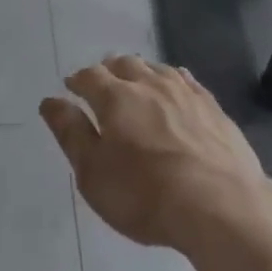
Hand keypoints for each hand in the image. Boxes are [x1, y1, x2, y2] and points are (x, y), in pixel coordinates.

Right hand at [40, 56, 271, 249]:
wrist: (221, 205)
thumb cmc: (146, 195)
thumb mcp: (94, 173)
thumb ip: (71, 133)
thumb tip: (50, 101)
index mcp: (115, 97)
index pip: (90, 76)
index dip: (78, 80)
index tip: (71, 88)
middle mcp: (148, 84)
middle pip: (124, 64)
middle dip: (109, 71)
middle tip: (103, 84)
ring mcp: (184, 92)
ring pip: (155, 68)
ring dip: (140, 72)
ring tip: (136, 82)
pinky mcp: (212, 106)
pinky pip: (186, 80)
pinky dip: (172, 80)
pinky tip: (175, 88)